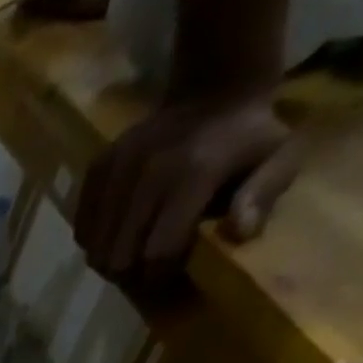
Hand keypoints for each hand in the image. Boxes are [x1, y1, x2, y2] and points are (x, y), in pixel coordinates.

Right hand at [75, 95, 300, 280]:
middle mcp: (147, 172)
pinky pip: (82, 229)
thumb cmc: (250, 136)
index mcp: (193, 174)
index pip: (157, 252)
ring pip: (95, 248)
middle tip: (146, 268)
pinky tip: (116, 234)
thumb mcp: (281, 157)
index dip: (160, 274)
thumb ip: (264, 195)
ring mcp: (117, 169)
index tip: (169, 274)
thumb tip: (239, 233)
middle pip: (118, 256)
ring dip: (110, 260)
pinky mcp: (97, 169)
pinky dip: (95, 241)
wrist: (215, 88)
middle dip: (131, 272)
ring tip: (130, 252)